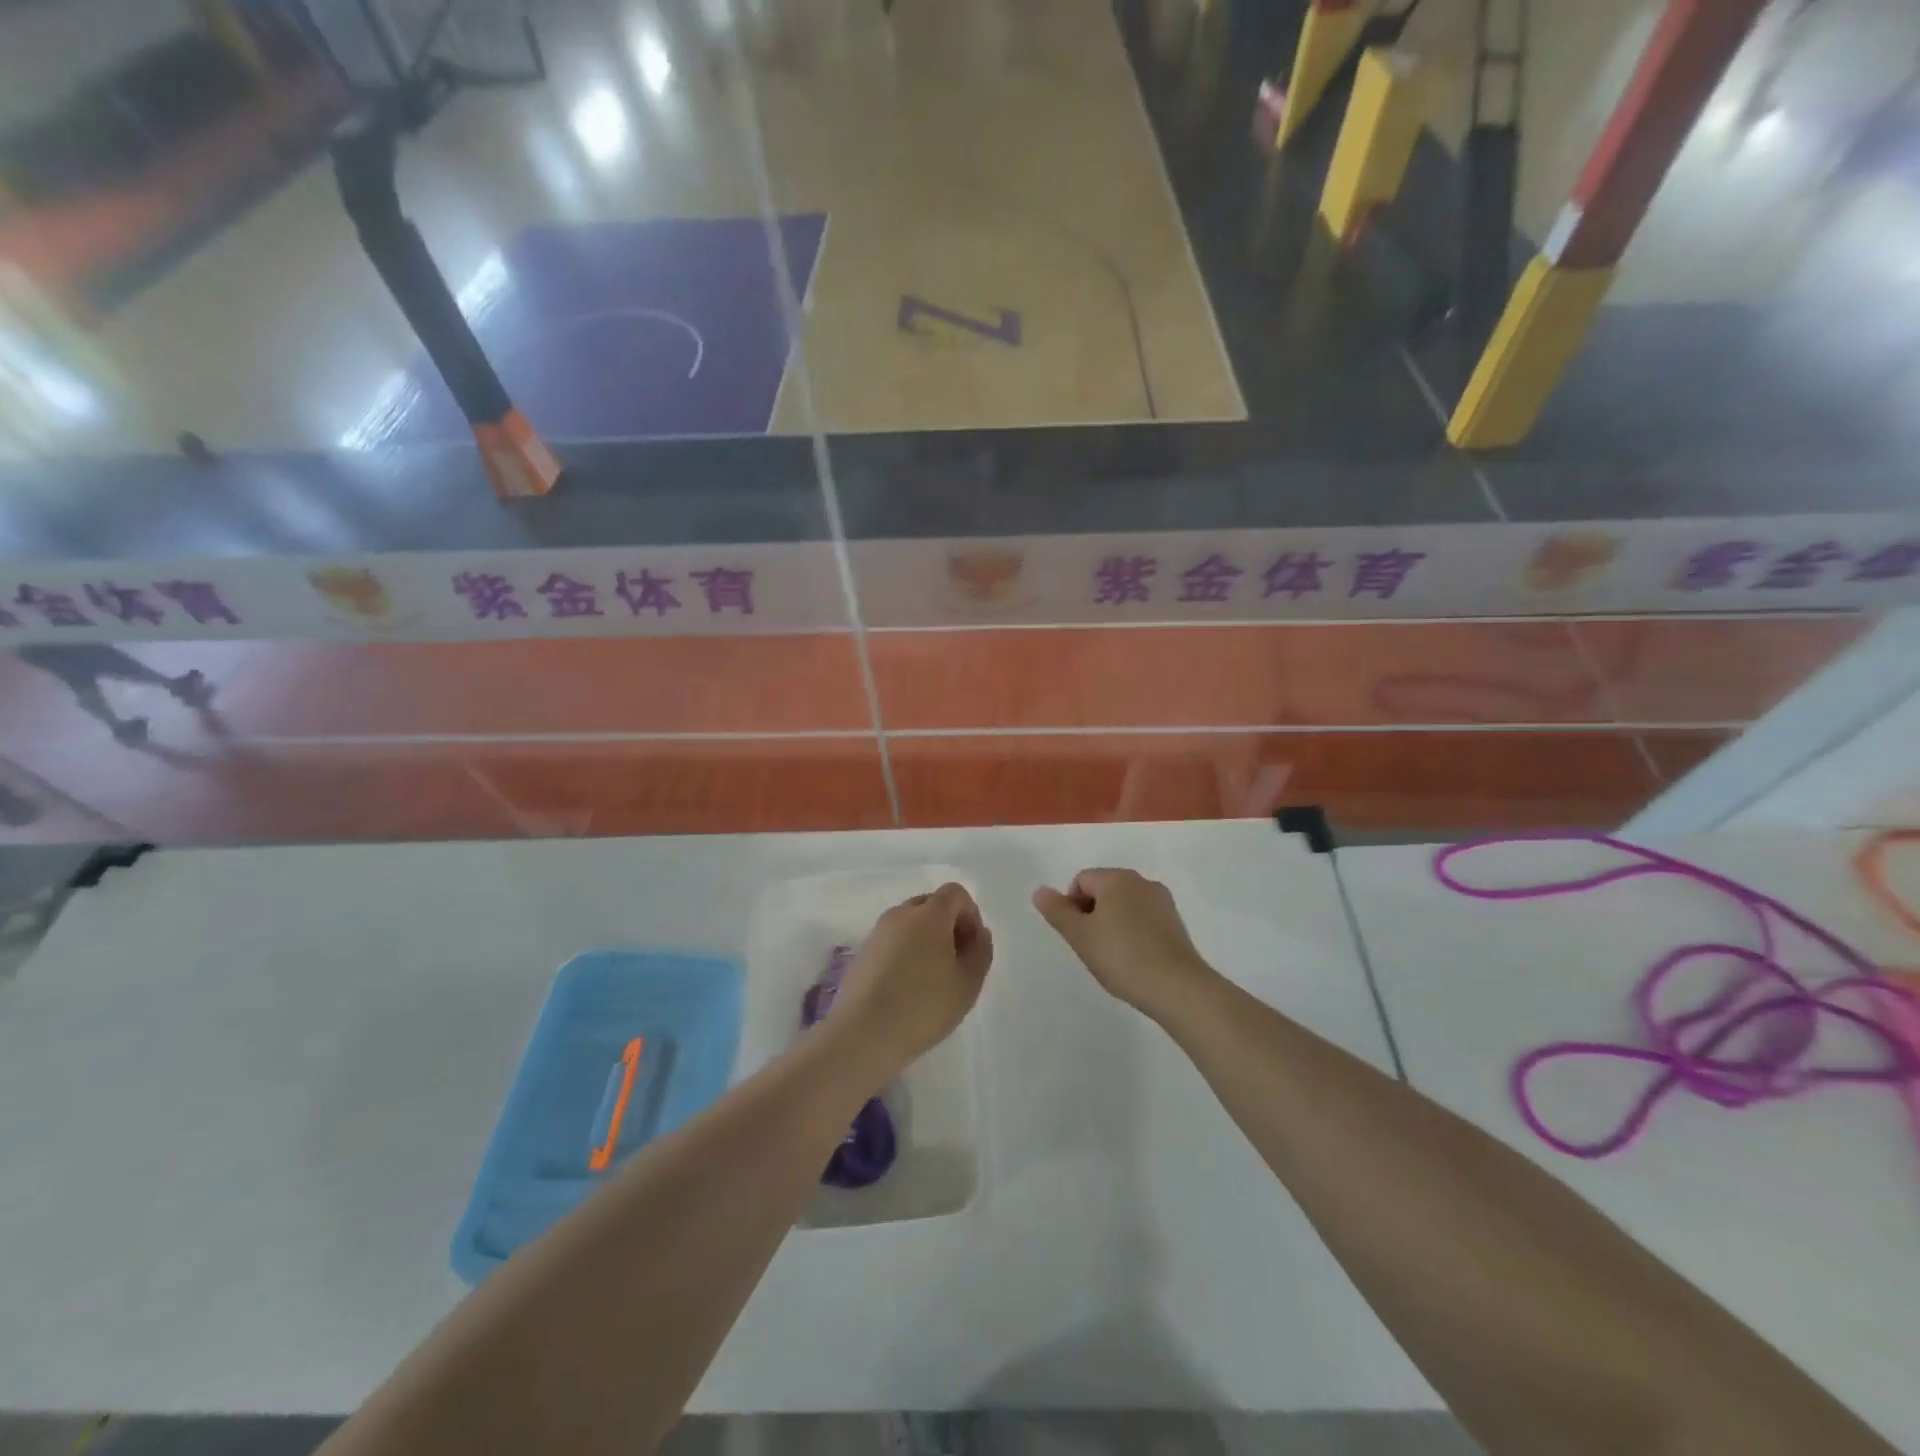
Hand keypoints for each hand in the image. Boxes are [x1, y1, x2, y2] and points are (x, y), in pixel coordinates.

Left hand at [828, 884, 993, 1076]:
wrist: (863, 1034)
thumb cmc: (923, 1006)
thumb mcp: (968, 983)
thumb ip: (981, 951)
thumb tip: (978, 933)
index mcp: (929, 915)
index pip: (955, 893)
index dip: (970, 914)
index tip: (972, 947)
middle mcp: (900, 915)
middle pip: (930, 904)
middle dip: (948, 925)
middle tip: (955, 962)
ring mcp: (876, 933)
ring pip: (909, 923)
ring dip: (925, 939)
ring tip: (931, 978)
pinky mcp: (861, 953)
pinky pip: (891, 941)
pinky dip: (904, 952)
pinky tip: (906, 988)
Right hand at [1033, 868, 1217, 1022]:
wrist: (1177, 987)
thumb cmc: (1121, 957)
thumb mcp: (1080, 936)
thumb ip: (1057, 911)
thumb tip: (1040, 891)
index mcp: (1116, 878)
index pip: (1081, 880)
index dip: (1071, 906)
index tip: (1076, 935)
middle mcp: (1141, 881)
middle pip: (1104, 889)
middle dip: (1092, 913)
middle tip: (1091, 946)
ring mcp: (1162, 901)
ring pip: (1125, 904)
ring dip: (1112, 923)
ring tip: (1113, 956)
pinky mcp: (1176, 922)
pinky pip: (1144, 918)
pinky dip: (1133, 932)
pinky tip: (1134, 959)